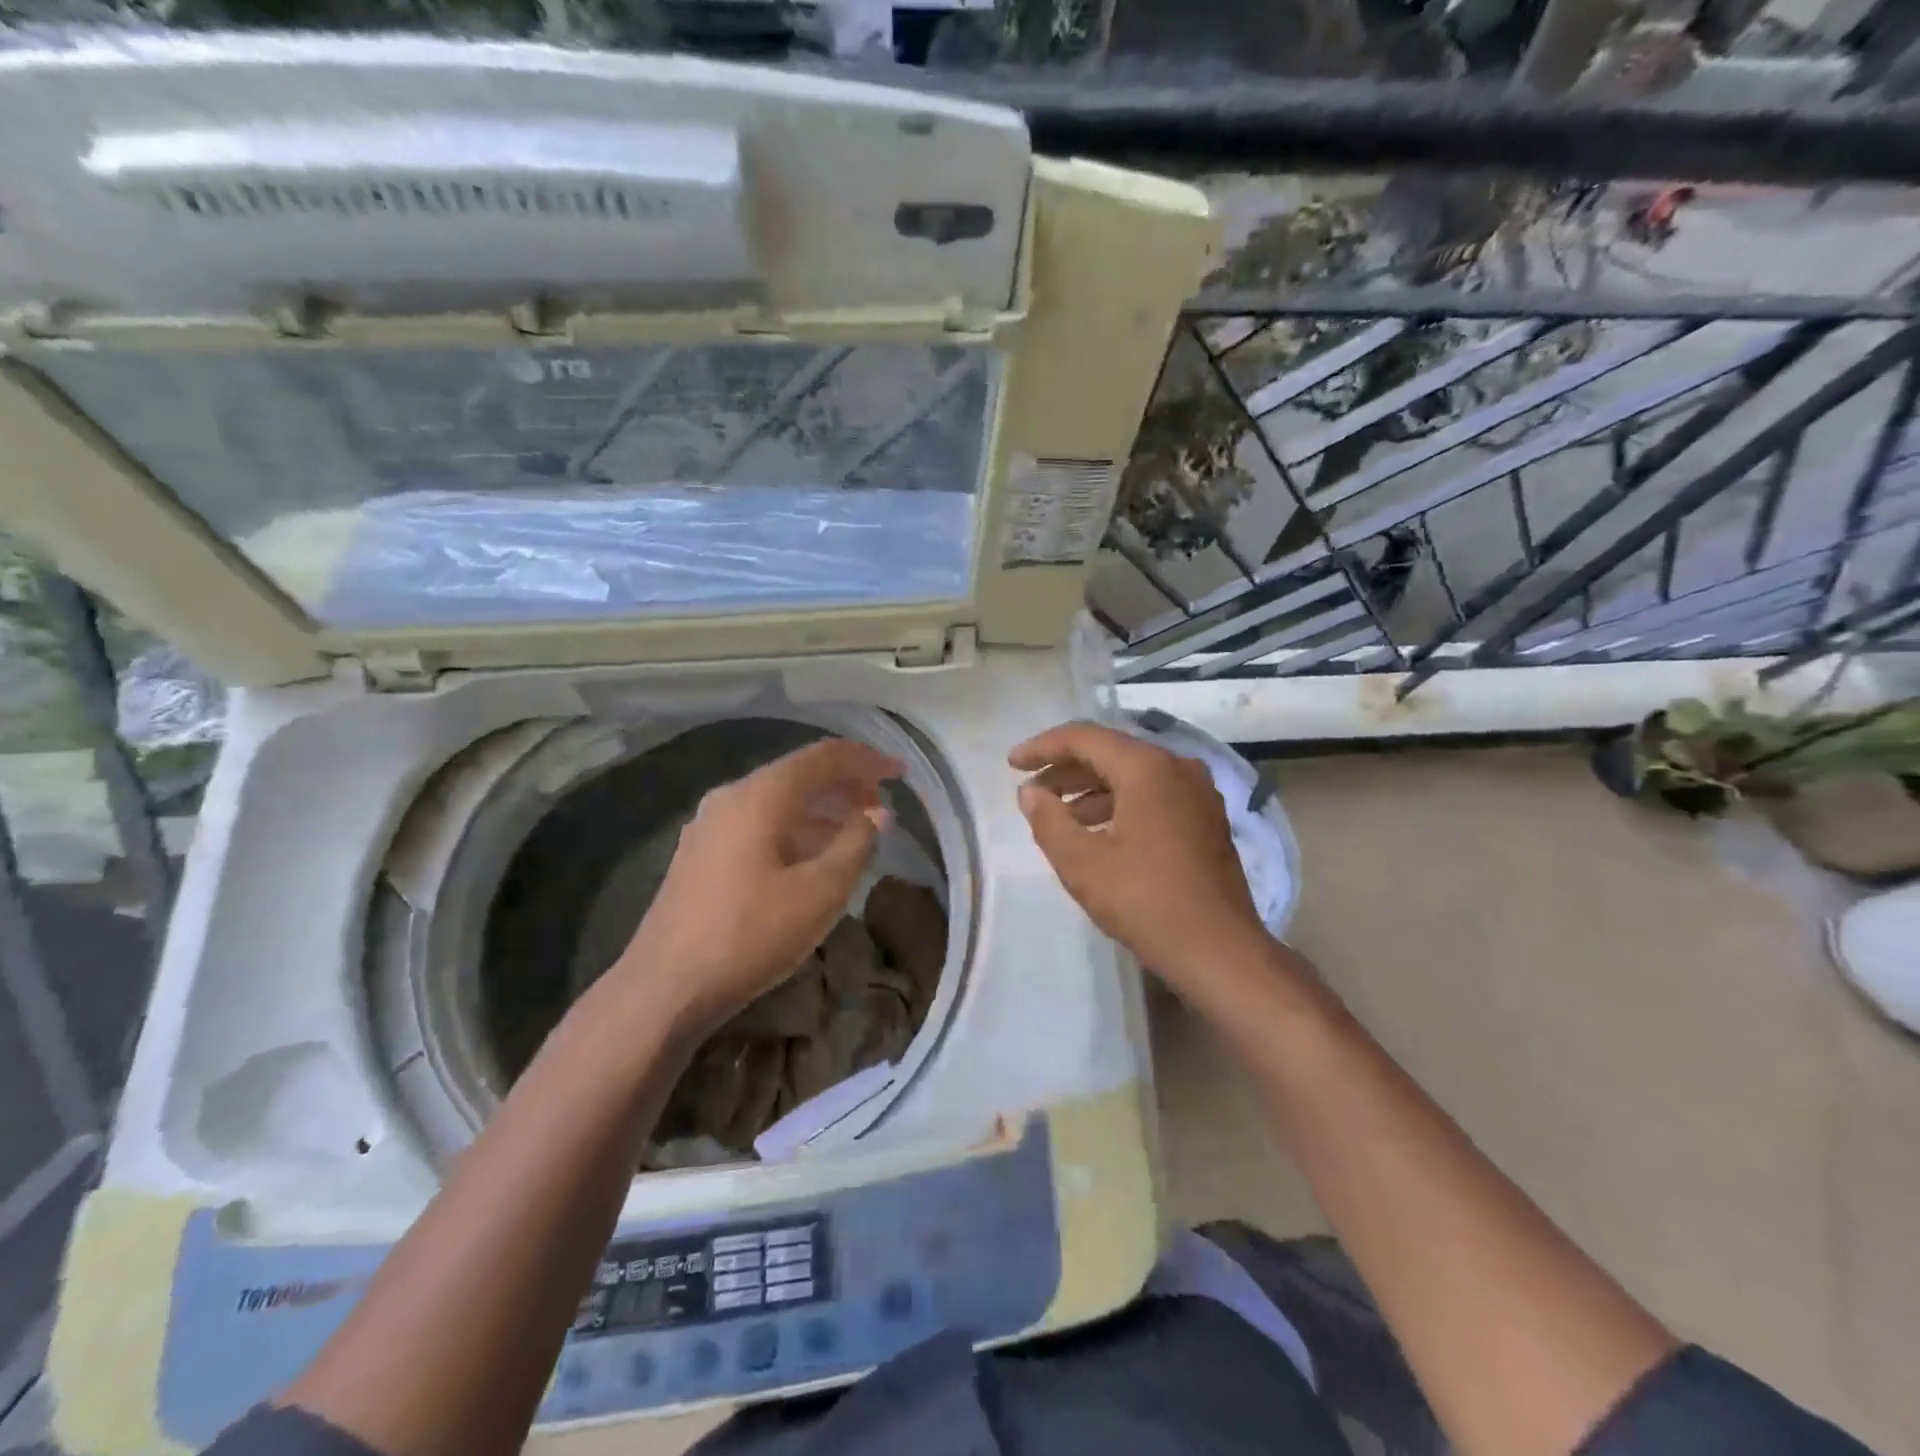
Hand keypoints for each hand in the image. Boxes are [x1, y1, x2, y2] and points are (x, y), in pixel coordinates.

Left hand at [617, 738, 900, 1033]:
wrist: (664, 990)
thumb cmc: (749, 935)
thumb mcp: (820, 892)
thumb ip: (856, 844)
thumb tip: (875, 814)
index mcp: (759, 796)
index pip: (822, 757)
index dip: (866, 760)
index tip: (900, 774)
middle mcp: (730, 798)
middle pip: (798, 775)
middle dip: (844, 785)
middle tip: (881, 806)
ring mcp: (709, 827)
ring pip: (777, 802)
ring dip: (821, 811)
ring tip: (856, 833)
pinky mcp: (701, 856)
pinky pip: (759, 826)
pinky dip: (795, 830)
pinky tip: (812, 859)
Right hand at [1010, 721, 1272, 995]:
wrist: (1219, 951)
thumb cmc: (1145, 901)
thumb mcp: (1082, 863)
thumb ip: (1048, 820)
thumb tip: (1030, 792)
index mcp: (1148, 768)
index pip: (1085, 738)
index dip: (1042, 747)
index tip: (1012, 764)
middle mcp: (1177, 768)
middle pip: (1110, 752)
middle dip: (1065, 768)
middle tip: (1030, 789)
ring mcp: (1197, 793)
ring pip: (1133, 775)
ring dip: (1090, 789)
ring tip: (1056, 814)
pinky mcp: (1206, 819)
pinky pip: (1153, 794)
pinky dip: (1119, 803)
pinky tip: (1095, 831)